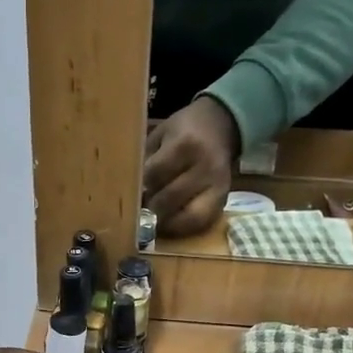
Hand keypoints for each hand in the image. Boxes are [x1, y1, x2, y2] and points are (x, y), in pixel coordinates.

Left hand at [143, 97, 239, 237]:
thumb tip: (129, 190)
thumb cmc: (184, 130)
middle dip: (150, 207)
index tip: (129, 191)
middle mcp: (205, 166)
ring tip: (152, 219)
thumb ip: (147, 159)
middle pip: (169, 198)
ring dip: (166, 221)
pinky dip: (182, 226)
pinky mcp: (223, 199)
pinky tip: (169, 223)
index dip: (139, 186)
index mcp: (186, 144)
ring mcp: (217, 185)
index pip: (155, 174)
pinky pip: (201, 222)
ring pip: (187, 216)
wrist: (222, 125)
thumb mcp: (161, 134)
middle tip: (138, 209)